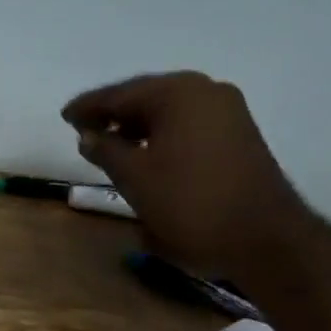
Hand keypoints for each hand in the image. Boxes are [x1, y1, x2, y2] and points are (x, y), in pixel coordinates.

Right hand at [61, 71, 322, 278]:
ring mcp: (228, 112)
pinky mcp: (239, 134)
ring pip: (169, 111)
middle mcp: (206, 91)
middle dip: (114, 114)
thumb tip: (88, 135)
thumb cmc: (191, 203)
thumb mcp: (135, 178)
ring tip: (110, 145)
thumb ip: (106, 150)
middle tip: (84, 129)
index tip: (64, 117)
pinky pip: (188, 124)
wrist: (265, 238)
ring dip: (138, 125)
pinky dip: (162, 134)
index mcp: (178, 93)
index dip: (89, 107)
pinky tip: (146, 153)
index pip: (121, 94)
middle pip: (147, 96)